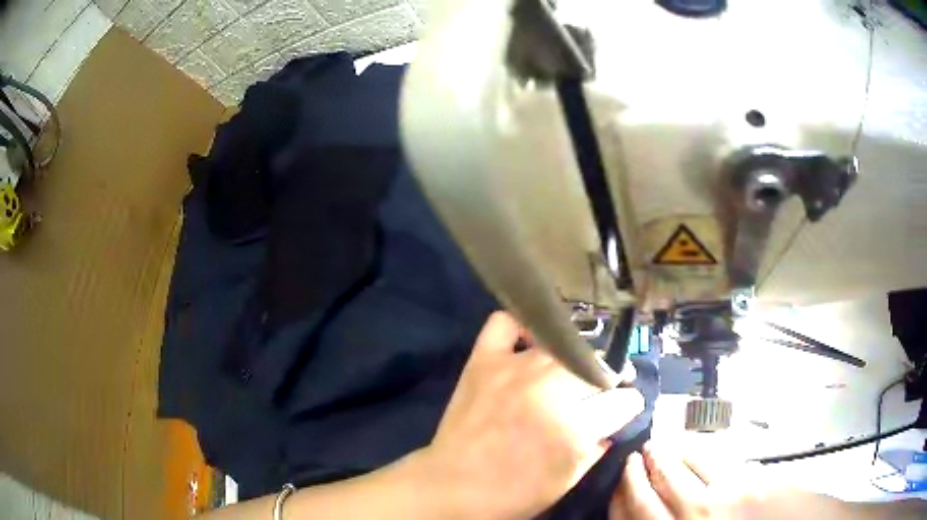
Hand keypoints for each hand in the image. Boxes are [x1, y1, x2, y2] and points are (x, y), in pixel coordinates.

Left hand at [417, 312, 643, 519]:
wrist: (452, 487)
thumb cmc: (514, 493)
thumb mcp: (568, 480)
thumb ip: (598, 446)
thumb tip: (614, 421)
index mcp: (575, 427)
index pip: (625, 400)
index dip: (629, 406)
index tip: (624, 409)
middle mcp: (549, 389)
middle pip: (599, 366)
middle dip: (609, 380)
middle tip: (600, 391)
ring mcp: (514, 368)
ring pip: (565, 346)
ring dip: (576, 361)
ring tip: (571, 373)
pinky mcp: (484, 360)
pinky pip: (506, 324)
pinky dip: (522, 328)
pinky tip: (529, 344)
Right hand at [611, 444, 753, 519]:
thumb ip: (670, 519)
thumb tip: (646, 505)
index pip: (628, 518)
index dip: (618, 498)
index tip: (616, 483)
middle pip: (644, 497)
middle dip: (634, 475)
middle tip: (633, 458)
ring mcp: (709, 508)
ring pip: (673, 476)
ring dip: (661, 458)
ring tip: (657, 447)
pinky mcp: (736, 486)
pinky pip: (705, 463)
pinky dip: (691, 452)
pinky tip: (687, 447)